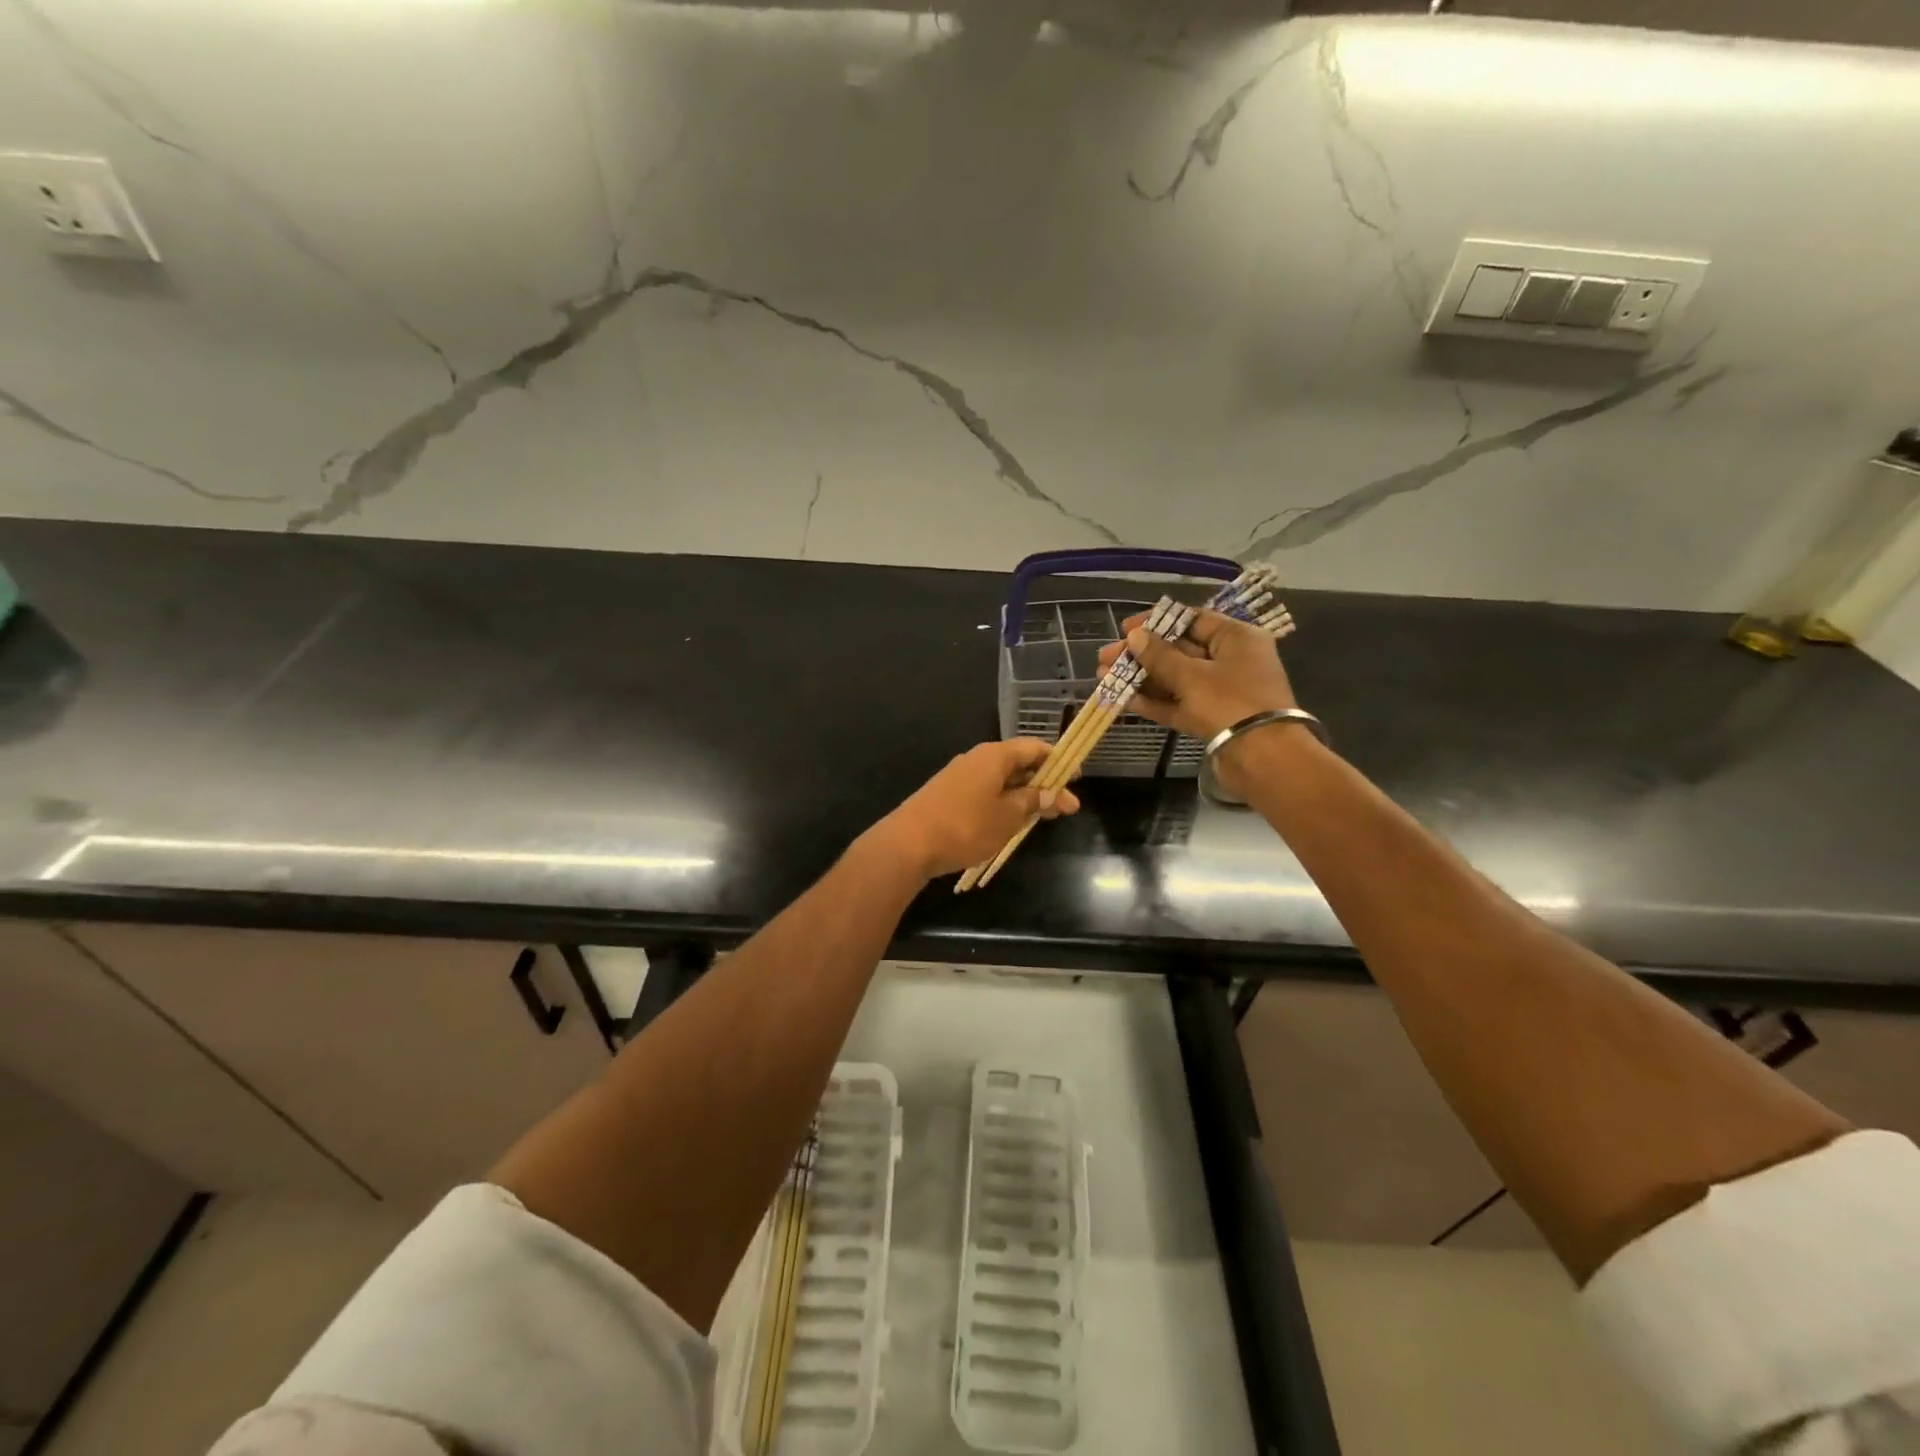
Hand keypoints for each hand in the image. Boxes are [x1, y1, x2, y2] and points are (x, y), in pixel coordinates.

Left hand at [868, 739, 1081, 879]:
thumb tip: (1051, 792)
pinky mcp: (947, 794)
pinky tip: (1010, 822)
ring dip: (1023, 796)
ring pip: (1001, 780)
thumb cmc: (966, 826)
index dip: (1058, 761)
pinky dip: (1003, 803)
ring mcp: (959, 776)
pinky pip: (984, 792)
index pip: (1034, 748)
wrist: (908, 843)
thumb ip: (1032, 802)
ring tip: (1042, 818)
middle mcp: (977, 759)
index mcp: (994, 755)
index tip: (1076, 778)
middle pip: (1018, 764)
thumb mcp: (1007, 816)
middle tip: (1065, 808)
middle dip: (1043, 784)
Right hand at [1096, 608, 1297, 743]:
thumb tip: (1135, 636)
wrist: (1263, 758)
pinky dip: (1154, 701)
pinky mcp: (1211, 718)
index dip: (1156, 622)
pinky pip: (1178, 704)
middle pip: (1179, 650)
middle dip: (1141, 654)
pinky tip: (1124, 699)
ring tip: (1104, 677)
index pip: (1192, 619)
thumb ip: (1160, 655)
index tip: (1125, 629)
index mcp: (1236, 638)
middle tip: (1105, 657)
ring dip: (1141, 678)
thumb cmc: (1230, 703)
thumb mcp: (1191, 675)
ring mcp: (1221, 692)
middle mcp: (1230, 660)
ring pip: (1175, 679)